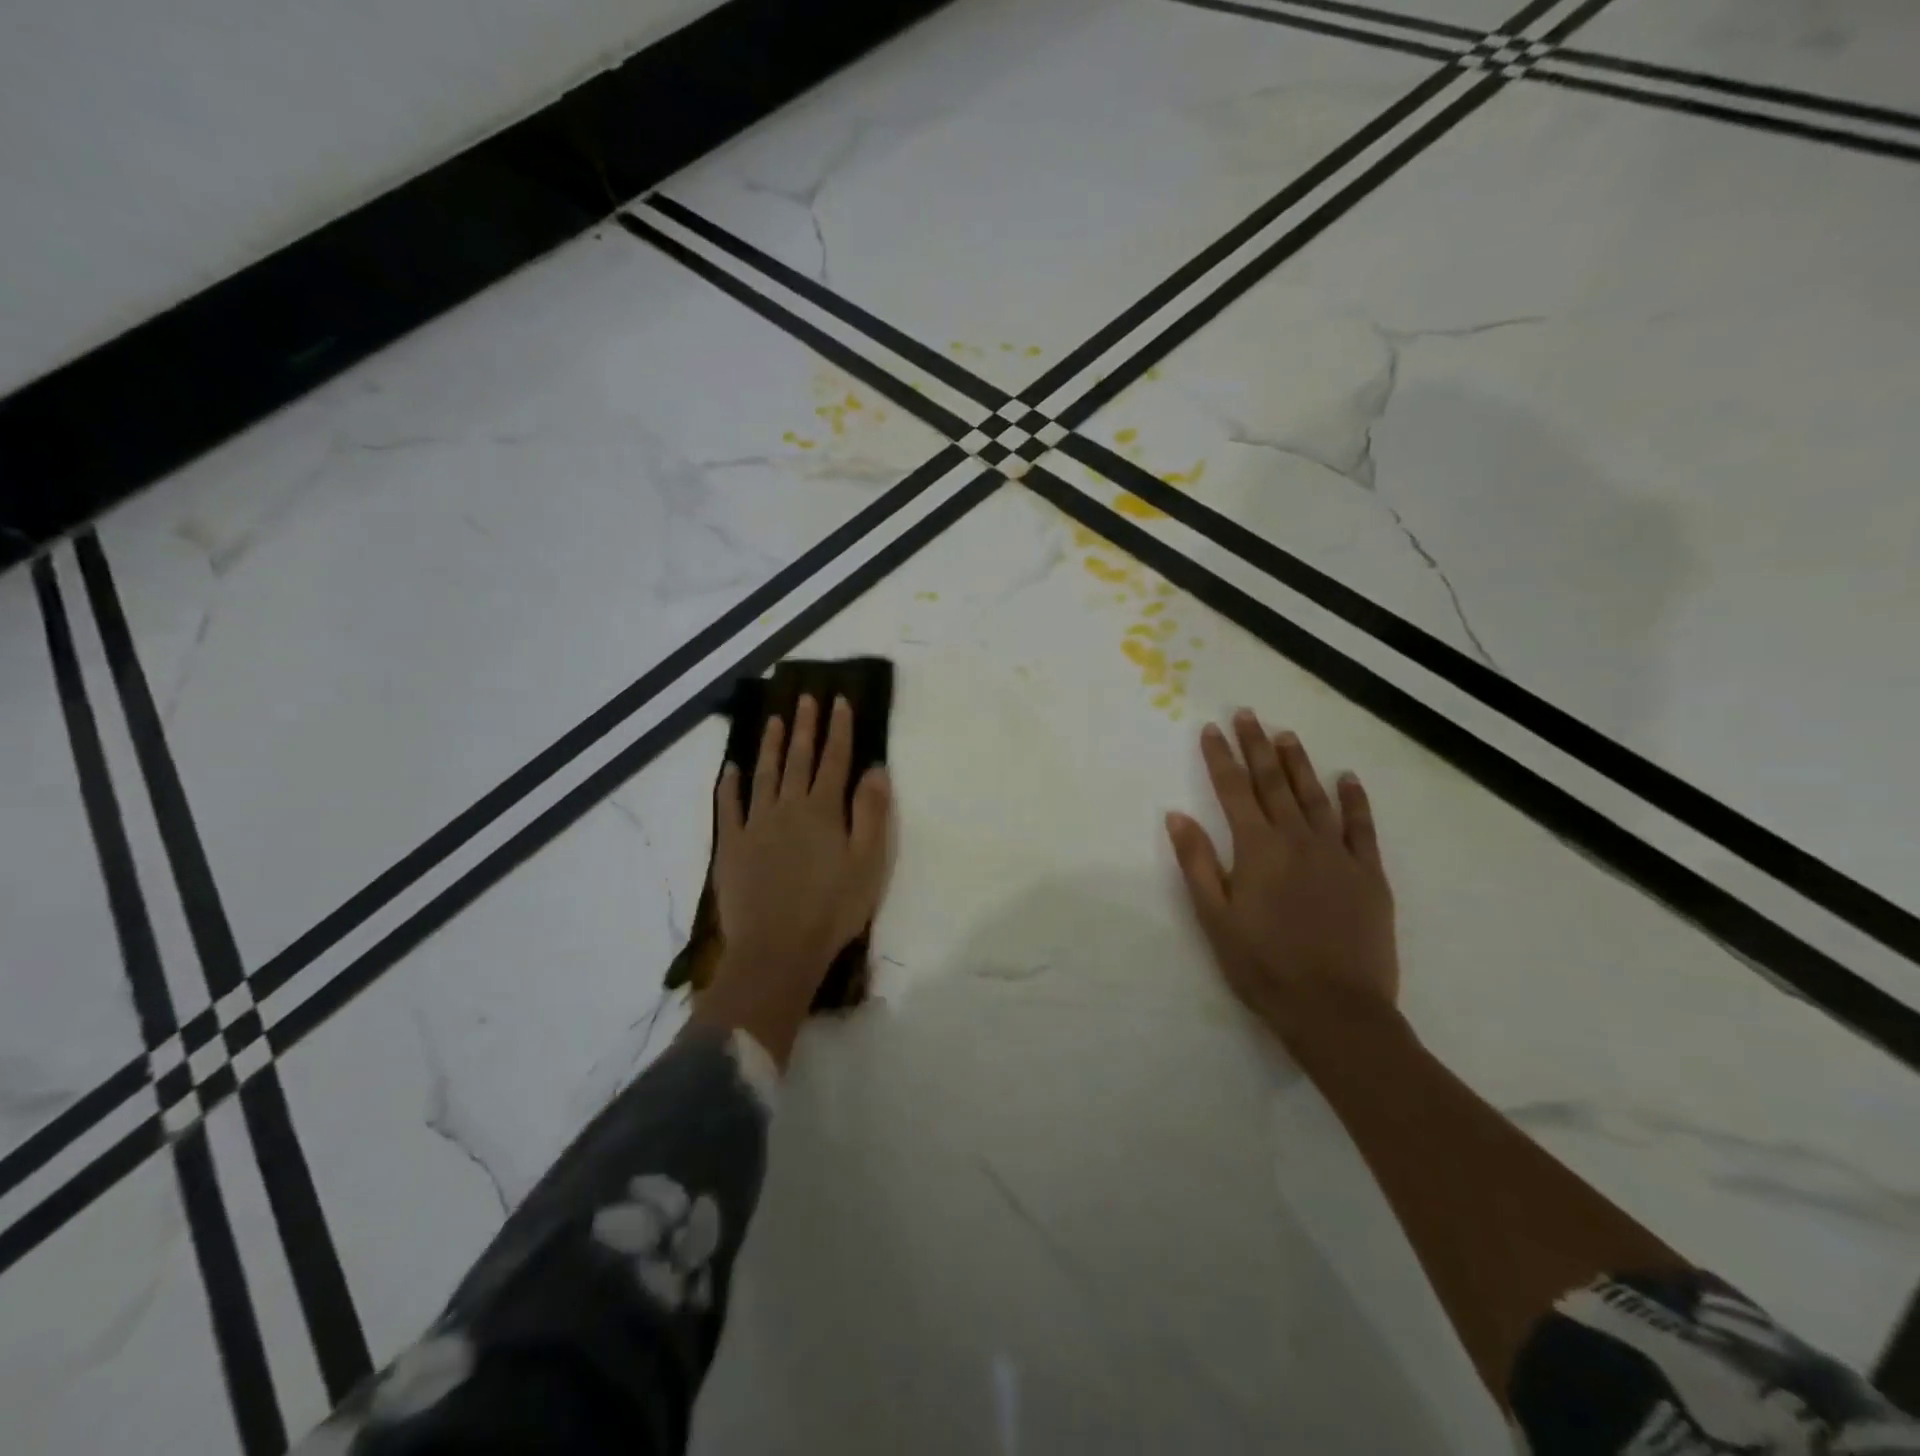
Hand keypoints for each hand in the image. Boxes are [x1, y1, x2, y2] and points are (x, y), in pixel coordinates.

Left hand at [708, 694, 892, 1015]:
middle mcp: (788, 807)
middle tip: (805, 698)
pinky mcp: (732, 846)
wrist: (777, 949)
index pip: (834, 760)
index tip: (838, 701)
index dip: (839, 729)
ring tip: (773, 719)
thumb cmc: (832, 908)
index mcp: (823, 810)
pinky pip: (729, 807)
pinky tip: (731, 769)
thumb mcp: (868, 862)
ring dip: (769, 745)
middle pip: (798, 759)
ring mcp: (755, 825)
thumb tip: (875, 769)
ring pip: (764, 774)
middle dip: (804, 727)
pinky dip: (729, 785)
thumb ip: (871, 812)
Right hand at [1165, 711, 1398, 1047]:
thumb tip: (1177, 815)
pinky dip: (1354, 800)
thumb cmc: (1263, 966)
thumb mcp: (1215, 918)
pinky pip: (1362, 827)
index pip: (1233, 790)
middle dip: (1257, 746)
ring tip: (1286, 735)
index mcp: (1257, 849)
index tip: (1211, 728)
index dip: (1220, 757)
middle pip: (1273, 782)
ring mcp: (1337, 854)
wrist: (1335, 1009)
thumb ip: (1197, 862)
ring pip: (1315, 796)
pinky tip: (1348, 779)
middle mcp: (1297, 839)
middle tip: (1248, 714)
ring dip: (1299, 763)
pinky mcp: (1369, 874)